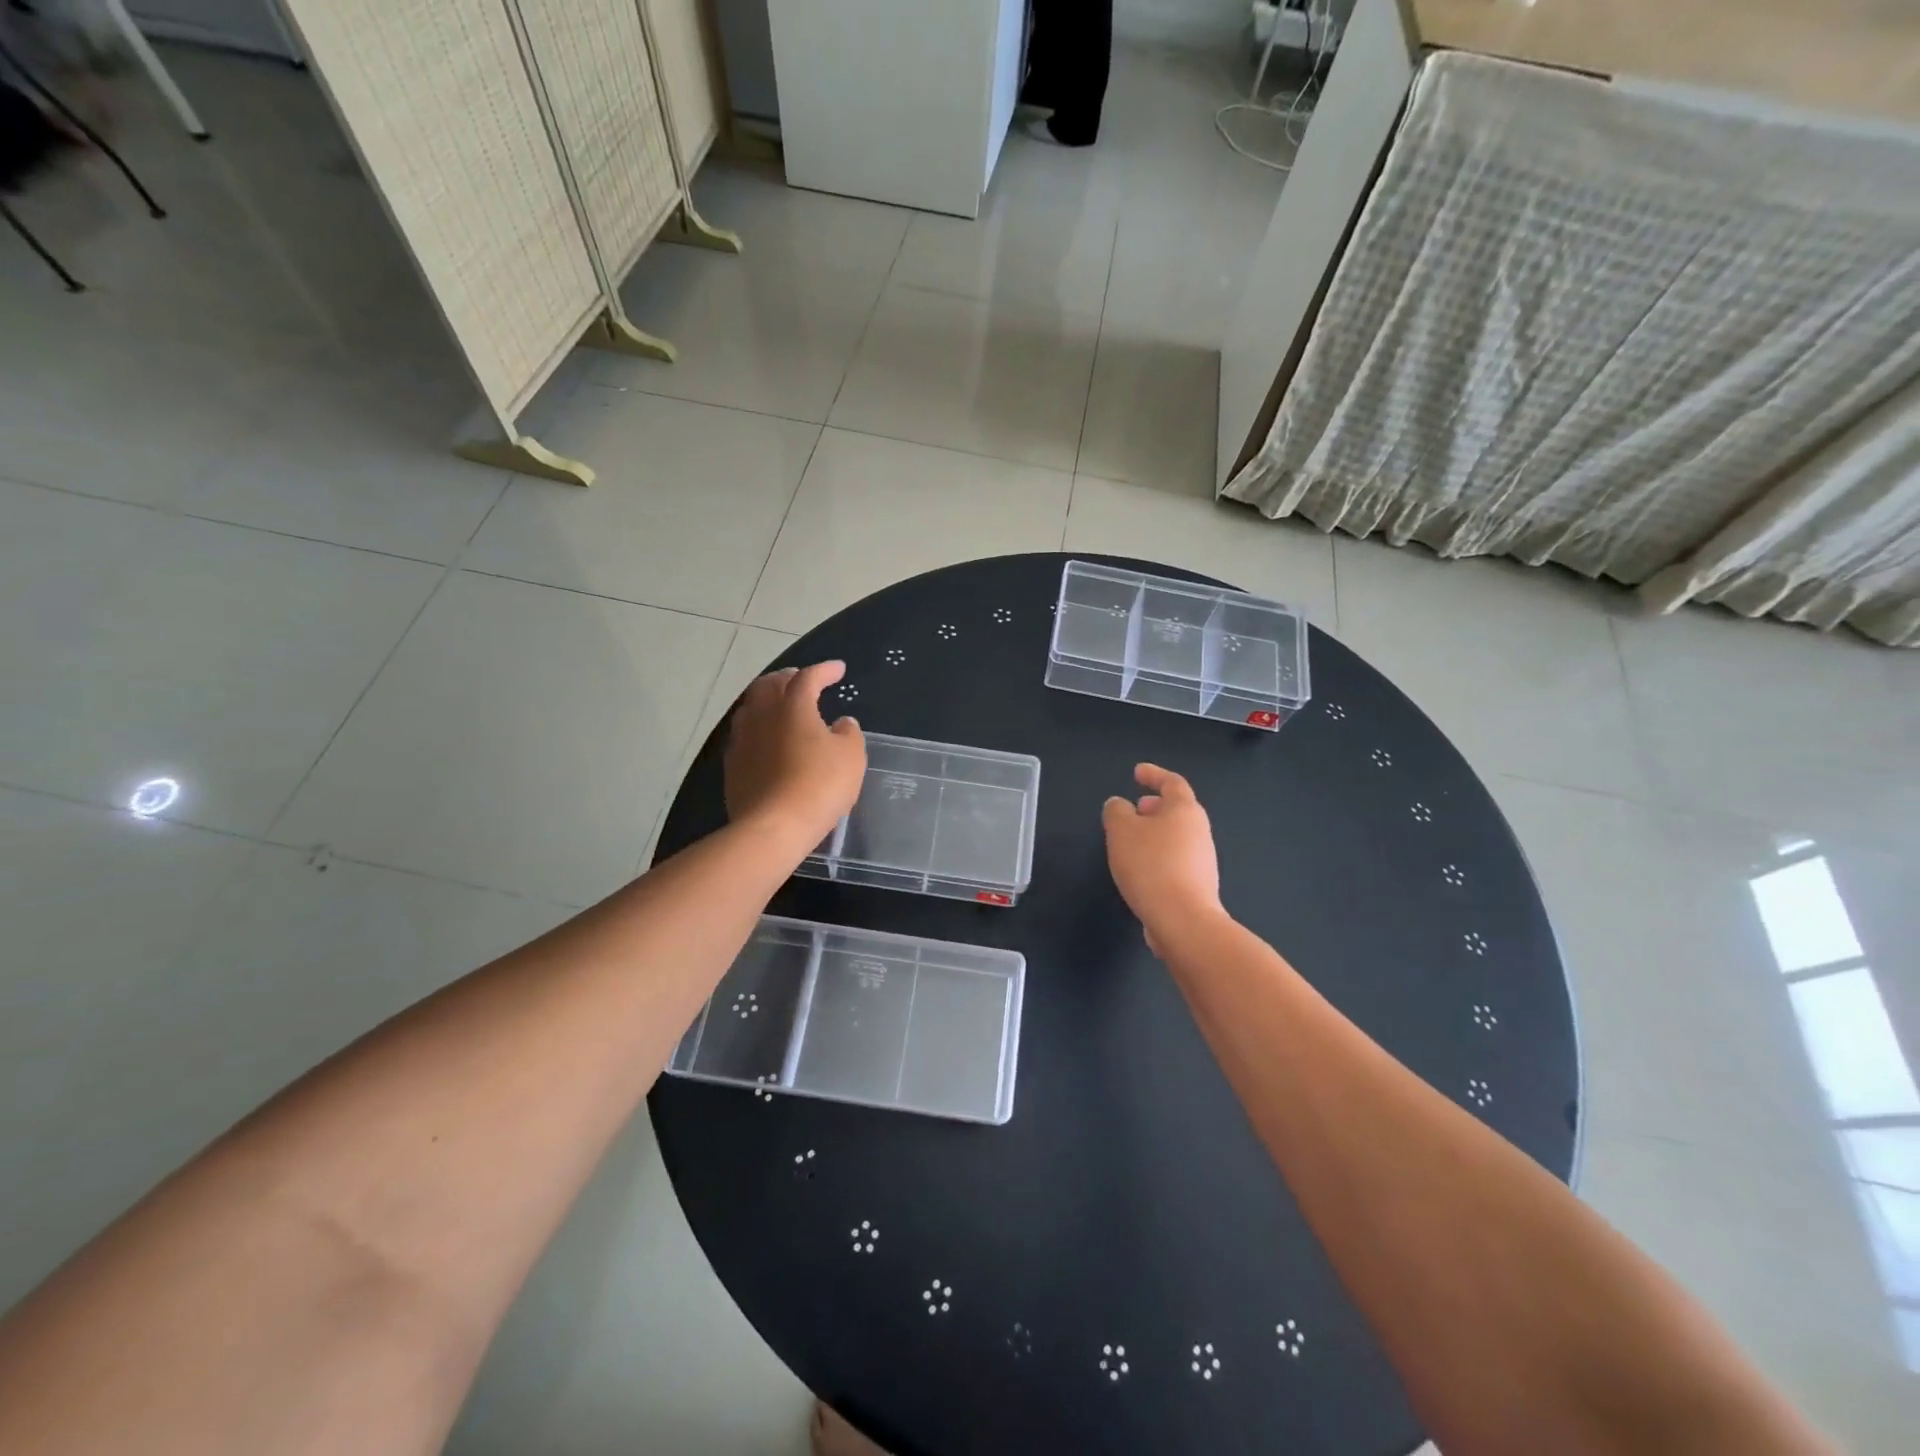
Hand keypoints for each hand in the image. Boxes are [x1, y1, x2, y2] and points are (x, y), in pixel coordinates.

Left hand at [725, 662, 866, 850]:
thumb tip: (841, 723)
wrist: (774, 826)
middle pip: (770, 685)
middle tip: (802, 680)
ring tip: (780, 705)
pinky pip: (744, 735)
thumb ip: (849, 733)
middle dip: (788, 678)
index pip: (808, 677)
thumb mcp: (851, 757)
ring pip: (751, 707)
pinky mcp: (732, 765)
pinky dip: (758, 728)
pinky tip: (766, 739)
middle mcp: (763, 715)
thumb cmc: (820, 785)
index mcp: (794, 706)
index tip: (838, 670)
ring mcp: (742, 740)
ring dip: (767, 700)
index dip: (825, 670)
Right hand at [1102, 764, 1224, 951]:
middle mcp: (1199, 831)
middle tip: (1134, 808)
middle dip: (1154, 806)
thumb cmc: (1151, 865)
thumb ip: (1116, 811)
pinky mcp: (1198, 885)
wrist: (1182, 920)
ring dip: (1155, 832)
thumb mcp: (1121, 831)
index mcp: (1185, 810)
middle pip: (1177, 810)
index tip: (1137, 772)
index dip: (1153, 774)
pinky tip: (1141, 869)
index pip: (1172, 782)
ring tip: (1132, 840)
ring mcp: (1202, 860)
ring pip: (1176, 836)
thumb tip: (1120, 805)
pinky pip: (1175, 859)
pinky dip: (1158, 855)